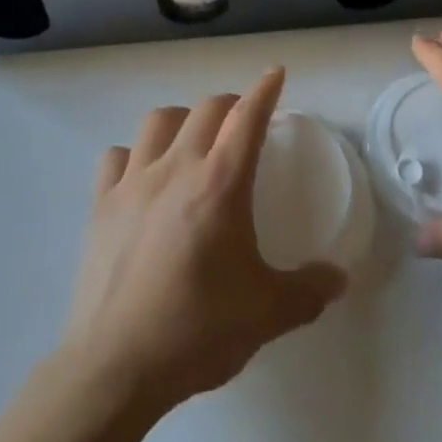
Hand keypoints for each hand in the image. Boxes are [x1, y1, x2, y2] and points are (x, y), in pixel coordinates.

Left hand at [59, 67, 346, 413]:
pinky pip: (117, 156)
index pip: (247, 117)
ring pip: (158, 121)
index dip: (265, 90)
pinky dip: (134, 154)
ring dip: (182, 119)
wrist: (115, 367)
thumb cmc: (196, 332)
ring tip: (192, 139)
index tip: (275, 73)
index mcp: (220, 183)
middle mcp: (177, 168)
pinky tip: (142, 175)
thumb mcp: (265, 314)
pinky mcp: (101, 204)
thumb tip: (340, 278)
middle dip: (230, 103)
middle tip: (242, 120)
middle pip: (206, 109)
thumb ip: (307, 291)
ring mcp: (133, 182)